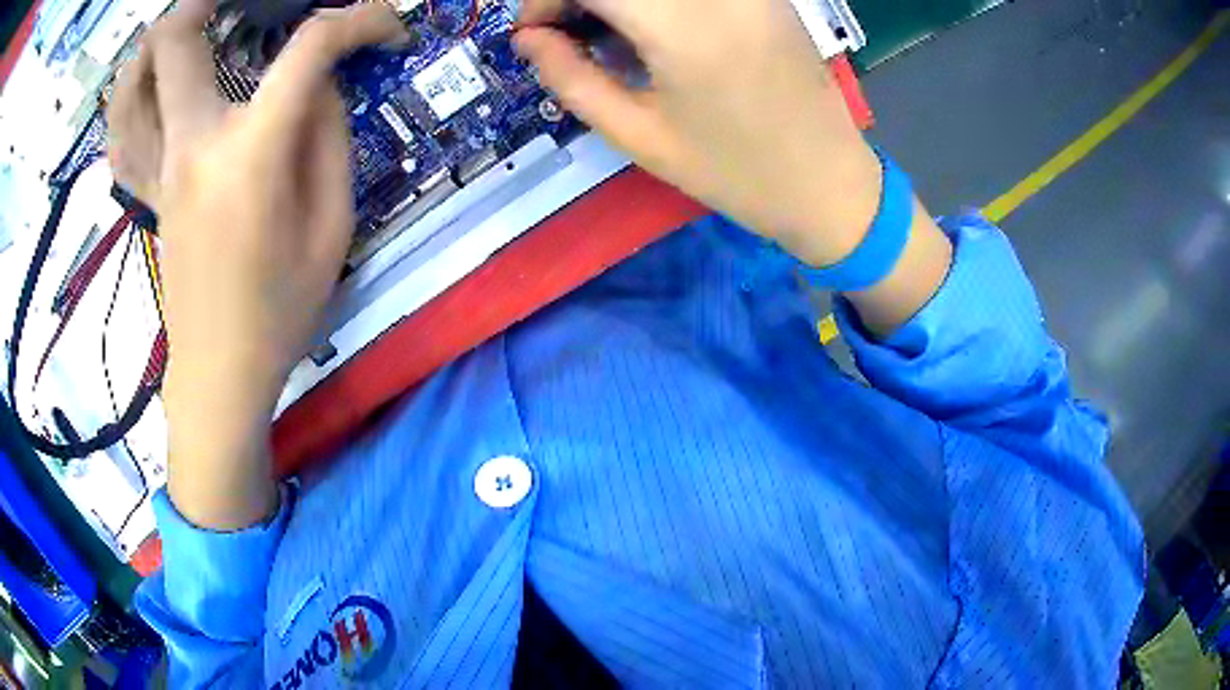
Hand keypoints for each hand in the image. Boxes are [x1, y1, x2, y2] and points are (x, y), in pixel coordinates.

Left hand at [108, 0, 405, 528]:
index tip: (386, 29)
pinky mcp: (145, 192)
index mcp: (249, 154)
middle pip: (175, 40)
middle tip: (246, 0)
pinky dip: (131, 97)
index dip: (360, 21)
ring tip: (193, 29)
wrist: (220, 374)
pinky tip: (153, 86)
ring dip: (158, 43)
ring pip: (131, 83)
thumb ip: (328, 136)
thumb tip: (316, 84)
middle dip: (209, 0)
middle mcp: (190, 144)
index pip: (309, 49)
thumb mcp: (333, 224)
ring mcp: (157, 168)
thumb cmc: (282, 310)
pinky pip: (120, 132)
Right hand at [516, 0, 952, 332]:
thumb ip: (571, 78)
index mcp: (683, 27)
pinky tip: (651, 28)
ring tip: (606, 34)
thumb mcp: (639, 136)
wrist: (828, 182)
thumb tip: (529, 38)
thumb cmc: (734, 172)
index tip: (533, 31)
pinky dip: (654, 1)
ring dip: (616, 0)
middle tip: (564, 32)